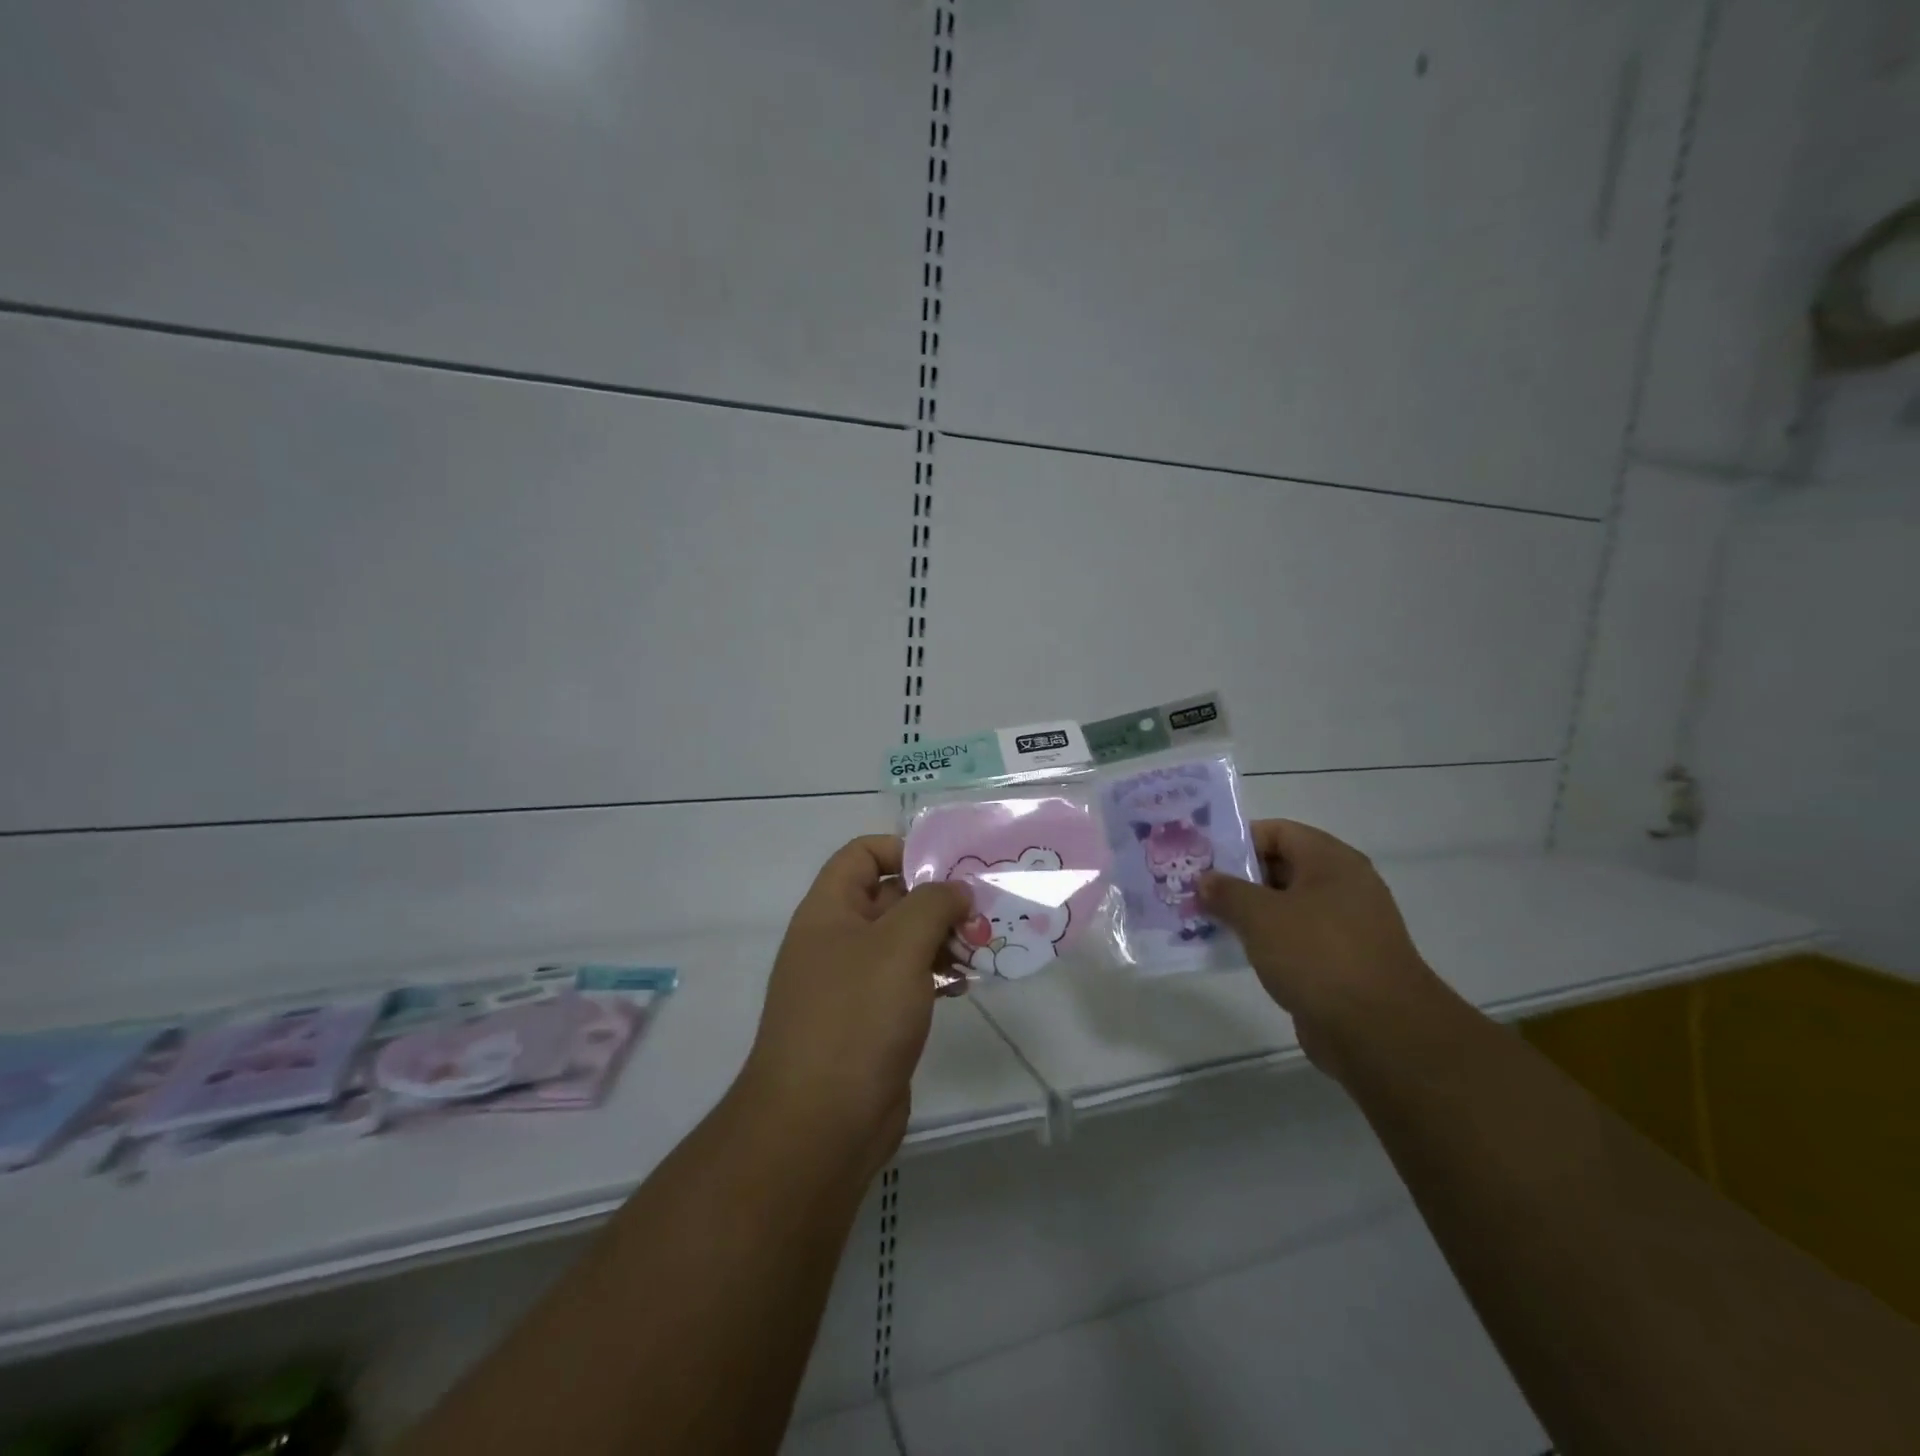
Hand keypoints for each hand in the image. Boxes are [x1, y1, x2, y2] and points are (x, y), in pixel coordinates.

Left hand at [739, 835, 971, 1176]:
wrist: (820, 1123)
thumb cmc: (856, 1016)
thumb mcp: (899, 945)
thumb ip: (933, 904)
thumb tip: (956, 890)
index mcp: (829, 911)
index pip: (862, 854)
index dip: (903, 850)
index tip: (950, 868)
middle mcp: (837, 941)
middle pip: (890, 898)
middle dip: (937, 899)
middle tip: (984, 909)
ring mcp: (853, 984)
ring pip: (903, 943)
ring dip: (943, 939)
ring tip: (985, 945)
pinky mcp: (872, 1022)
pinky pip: (908, 982)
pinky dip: (937, 976)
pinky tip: (968, 984)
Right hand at [1199, 820, 1450, 1081]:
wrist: (1378, 1031)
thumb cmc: (1318, 955)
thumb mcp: (1260, 916)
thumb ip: (1227, 892)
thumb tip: (1205, 880)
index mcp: (1331, 861)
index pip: (1277, 832)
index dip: (1238, 841)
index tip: (1202, 858)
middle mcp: (1342, 886)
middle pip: (1280, 867)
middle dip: (1237, 878)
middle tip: (1196, 889)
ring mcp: (1344, 926)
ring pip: (1285, 906)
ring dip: (1248, 912)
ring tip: (1206, 919)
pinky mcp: (1340, 962)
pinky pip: (1294, 939)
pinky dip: (1266, 941)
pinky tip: (1235, 951)